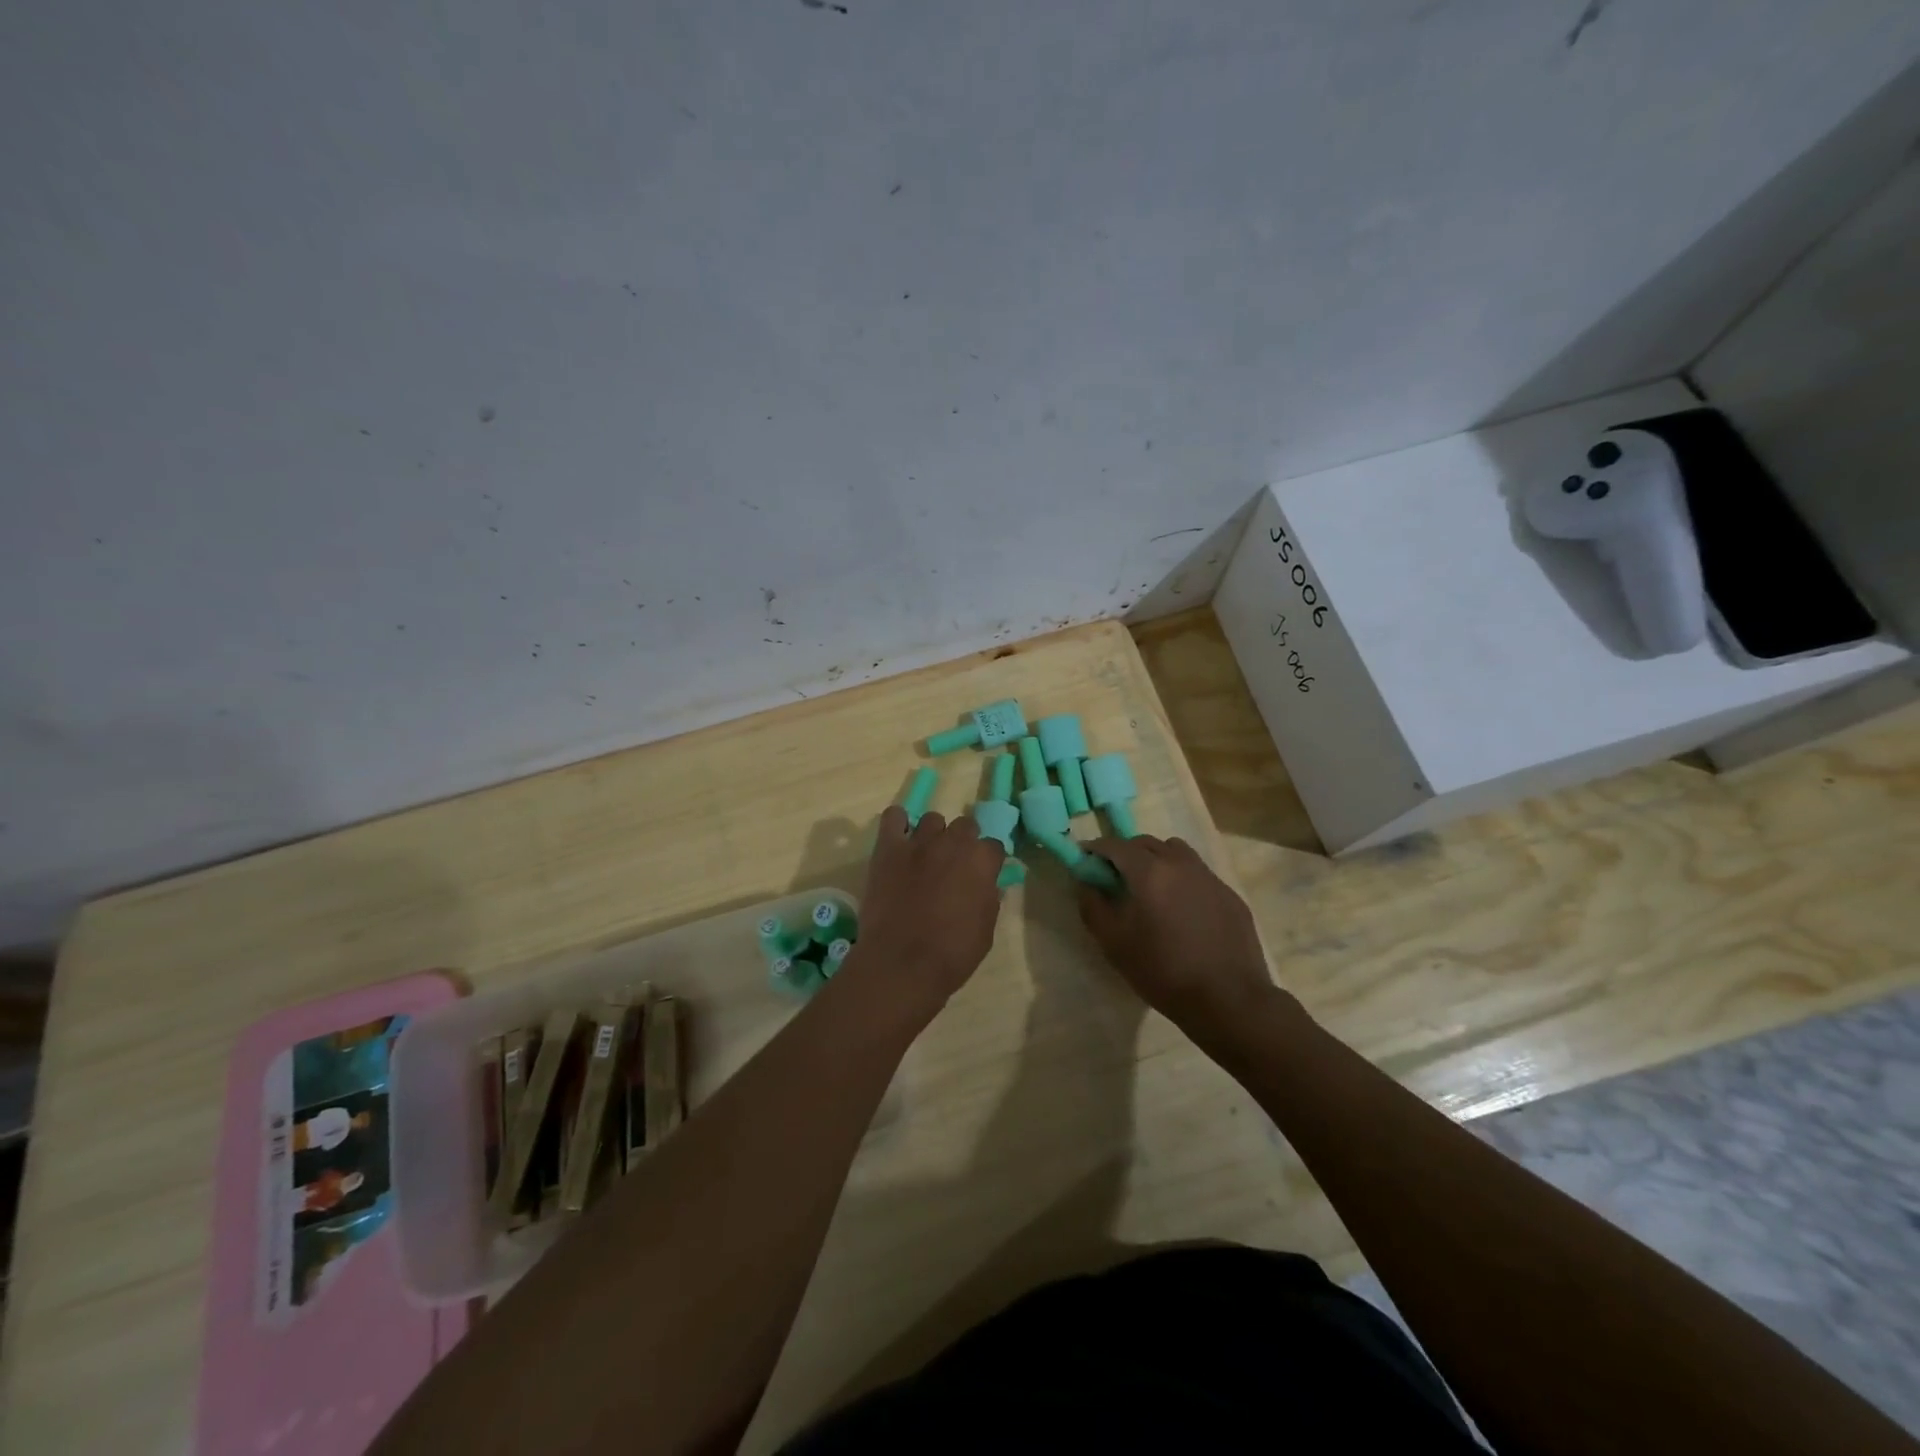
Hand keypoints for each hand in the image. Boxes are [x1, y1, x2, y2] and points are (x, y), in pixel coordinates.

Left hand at [851, 806, 1006, 1017]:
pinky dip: (898, 824)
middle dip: (963, 842)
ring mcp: (918, 842)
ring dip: (933, 835)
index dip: (988, 861)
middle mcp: (953, 843)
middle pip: (965, 826)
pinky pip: (893, 817)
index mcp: (981, 862)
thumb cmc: (951, 954)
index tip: (982, 875)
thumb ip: (989, 899)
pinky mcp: (888, 848)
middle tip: (954, 866)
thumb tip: (987, 884)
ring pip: (932, 820)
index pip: (994, 846)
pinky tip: (899, 841)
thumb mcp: (986, 931)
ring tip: (925, 856)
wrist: (902, 963)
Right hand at [1076, 835, 1279, 1036]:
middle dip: (1126, 853)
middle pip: (1146, 843)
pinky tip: (1182, 910)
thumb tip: (1086, 883)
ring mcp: (1209, 877)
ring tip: (1150, 889)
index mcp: (1149, 871)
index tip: (1086, 860)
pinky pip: (1198, 874)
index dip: (1096, 849)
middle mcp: (1180, 863)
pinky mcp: (1230, 895)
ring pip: (1176, 853)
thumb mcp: (1114, 943)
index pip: (1115, 845)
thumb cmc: (1163, 970)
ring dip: (1157, 860)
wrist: (1228, 1000)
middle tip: (1115, 878)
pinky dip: (1182, 880)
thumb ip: (1093, 906)